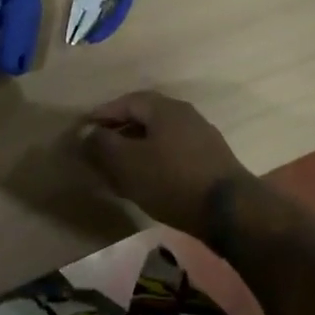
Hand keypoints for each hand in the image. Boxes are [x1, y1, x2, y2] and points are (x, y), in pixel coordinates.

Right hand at [79, 91, 251, 233]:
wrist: (230, 211)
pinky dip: (154, 161)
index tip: (84, 129)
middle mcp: (185, 115)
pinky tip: (147, 181)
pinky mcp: (211, 161)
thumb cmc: (172, 180)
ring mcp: (201, 137)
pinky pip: (173, 153)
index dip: (102, 114)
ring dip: (136, 149)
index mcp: (164, 108)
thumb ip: (102, 145)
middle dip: (119, 132)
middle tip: (99, 149)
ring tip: (119, 169)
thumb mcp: (127, 163)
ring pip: (159, 137)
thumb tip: (86, 133)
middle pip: (144, 118)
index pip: (126, 102)